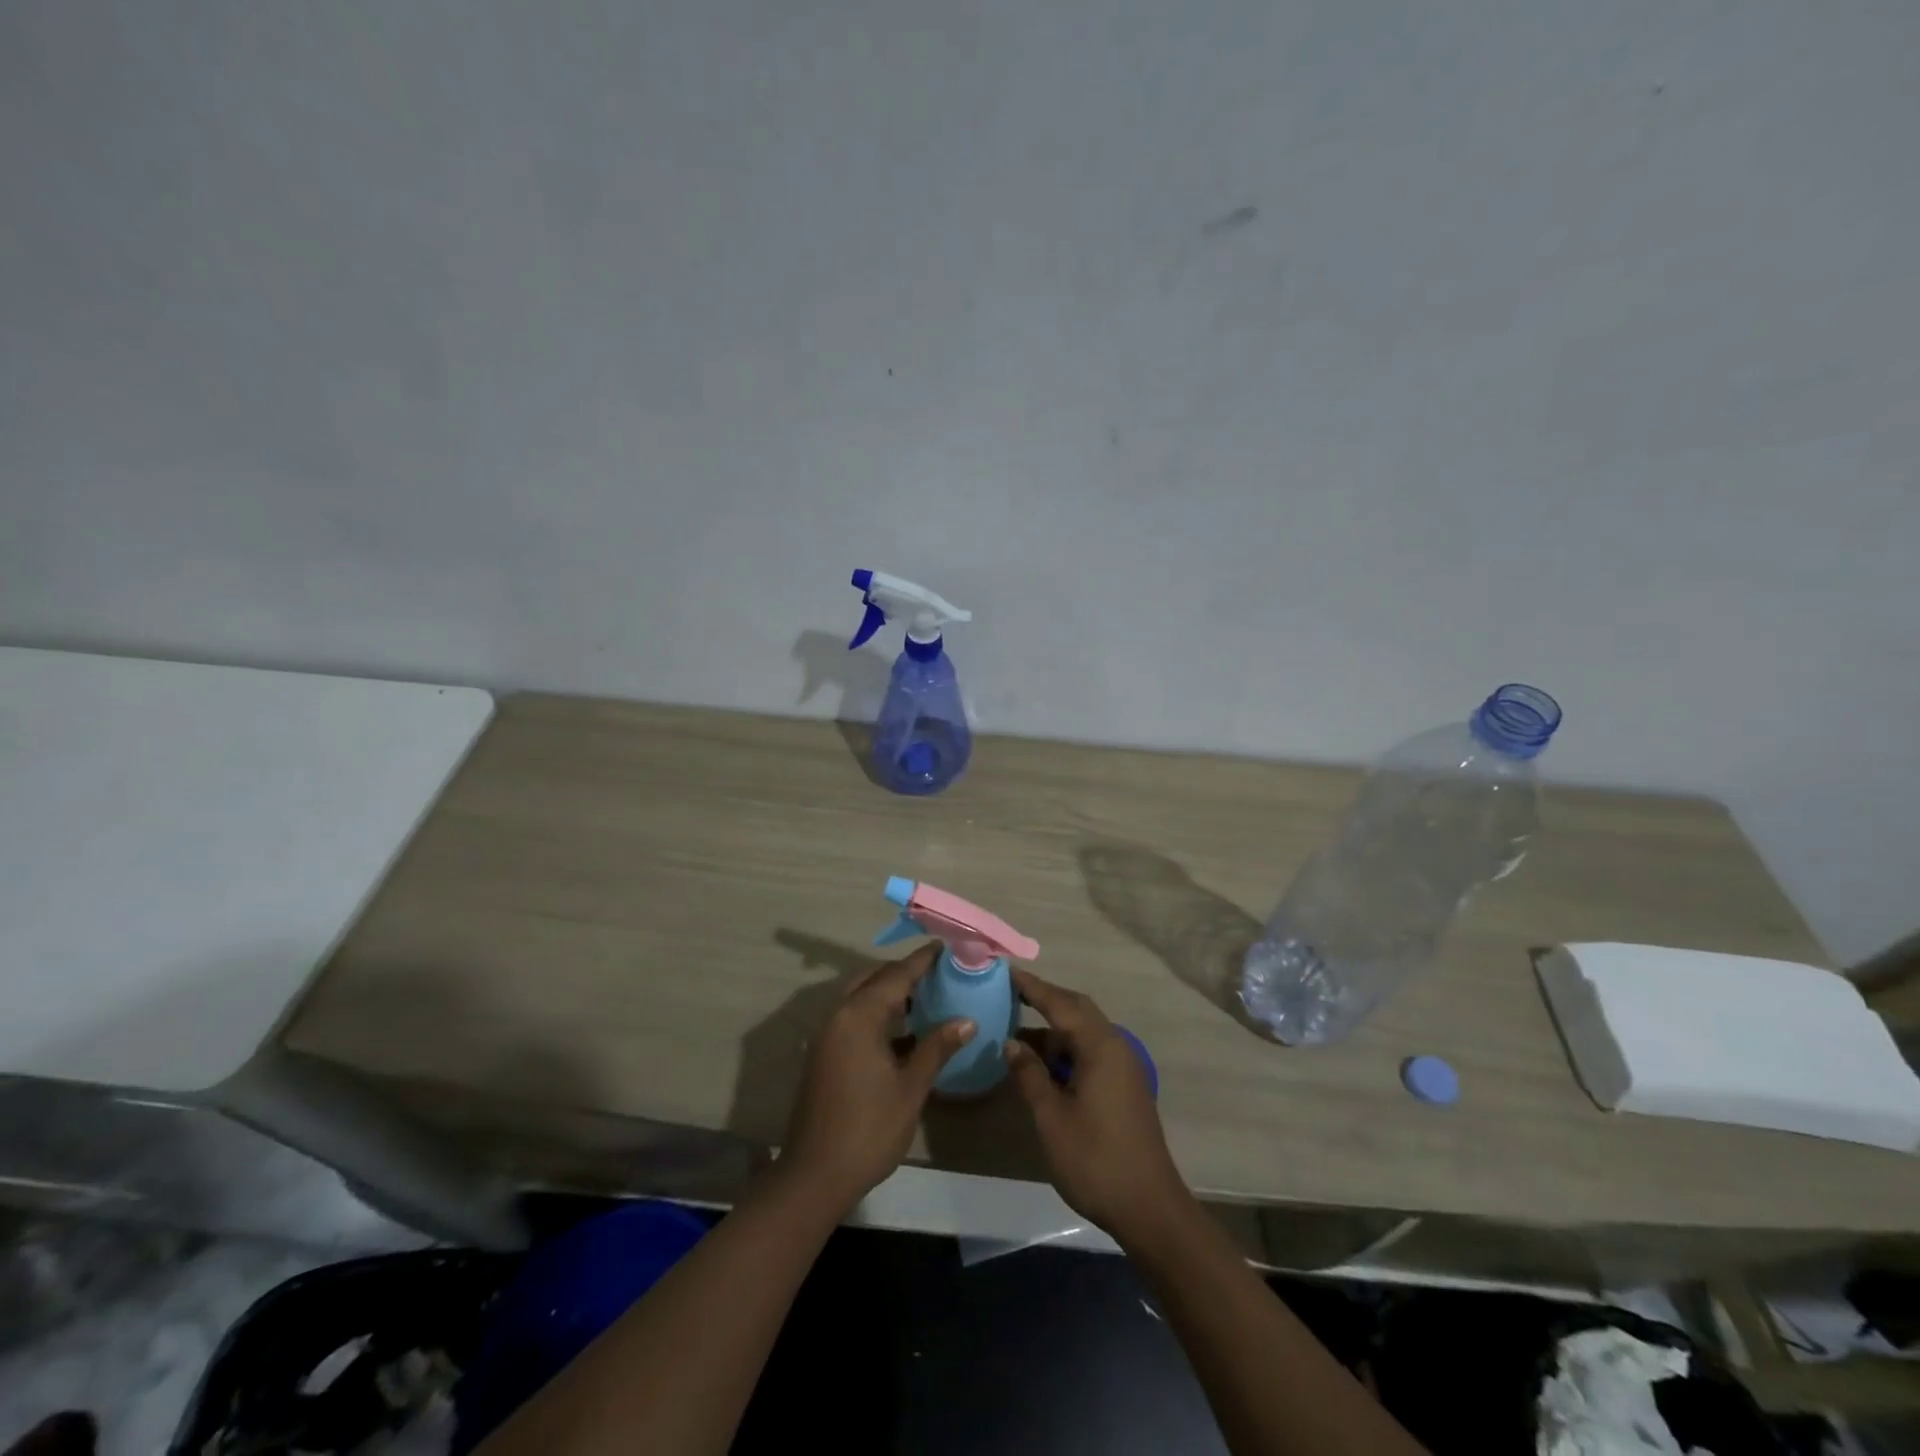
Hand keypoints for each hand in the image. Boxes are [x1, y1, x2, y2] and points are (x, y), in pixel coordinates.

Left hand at [779, 945, 974, 1212]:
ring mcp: (828, 1035)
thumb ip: (937, 1047)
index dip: (922, 960)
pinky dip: (878, 1012)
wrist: (815, 1175)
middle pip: (875, 979)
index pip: (896, 975)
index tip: (946, 947)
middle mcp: (839, 1015)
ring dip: (890, 991)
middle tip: (939, 971)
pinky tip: (904, 1027)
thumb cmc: (869, 1129)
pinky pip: (854, 1016)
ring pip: (862, 997)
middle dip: (905, 972)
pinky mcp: (825, 1053)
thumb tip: (967, 1020)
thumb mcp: (911, 1087)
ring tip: (927, 993)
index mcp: (859, 1016)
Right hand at [1005, 969, 1191, 1245]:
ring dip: (1054, 1028)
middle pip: (1077, 1009)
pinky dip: (1065, 1048)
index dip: (1032, 987)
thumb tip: (1012, 1042)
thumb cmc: (1095, 1160)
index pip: (1060, 1003)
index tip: (1006, 971)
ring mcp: (1123, 1067)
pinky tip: (1043, 1063)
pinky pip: (1091, 1051)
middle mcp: (1115, 1046)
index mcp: (1099, 1047)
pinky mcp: (1124, 1086)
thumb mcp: (1052, 1118)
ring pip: (1084, 1032)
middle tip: (1011, 993)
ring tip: (1017, 1030)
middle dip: (1045, 999)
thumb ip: (1030, 1075)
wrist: (1150, 1208)